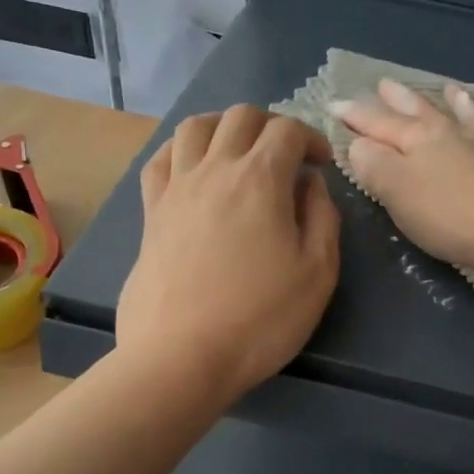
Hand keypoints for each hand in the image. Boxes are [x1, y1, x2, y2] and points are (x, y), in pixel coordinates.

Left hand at [117, 106, 339, 402]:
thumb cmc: (261, 319)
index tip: (322, 166)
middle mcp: (214, 169)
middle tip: (287, 156)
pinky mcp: (150, 213)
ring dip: (224, 127)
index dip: (312, 138)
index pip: (287, 130)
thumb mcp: (318, 272)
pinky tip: (193, 169)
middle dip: (271, 125)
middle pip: (241, 116)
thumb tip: (310, 183)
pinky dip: (181, 150)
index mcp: (260, 179)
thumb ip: (322, 217)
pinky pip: (160, 160)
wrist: (182, 357)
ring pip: (195, 126)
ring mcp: (176, 188)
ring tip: (239, 151)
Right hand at [337, 78, 473, 278]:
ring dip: (462, 103)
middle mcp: (459, 136)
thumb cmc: (453, 217)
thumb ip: (375, 166)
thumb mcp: (399, 193)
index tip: (336, 103)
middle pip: (426, 113)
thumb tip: (358, 143)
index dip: (357, 116)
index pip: (381, 125)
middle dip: (402, 100)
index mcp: (422, 141)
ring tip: (453, 88)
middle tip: (385, 83)